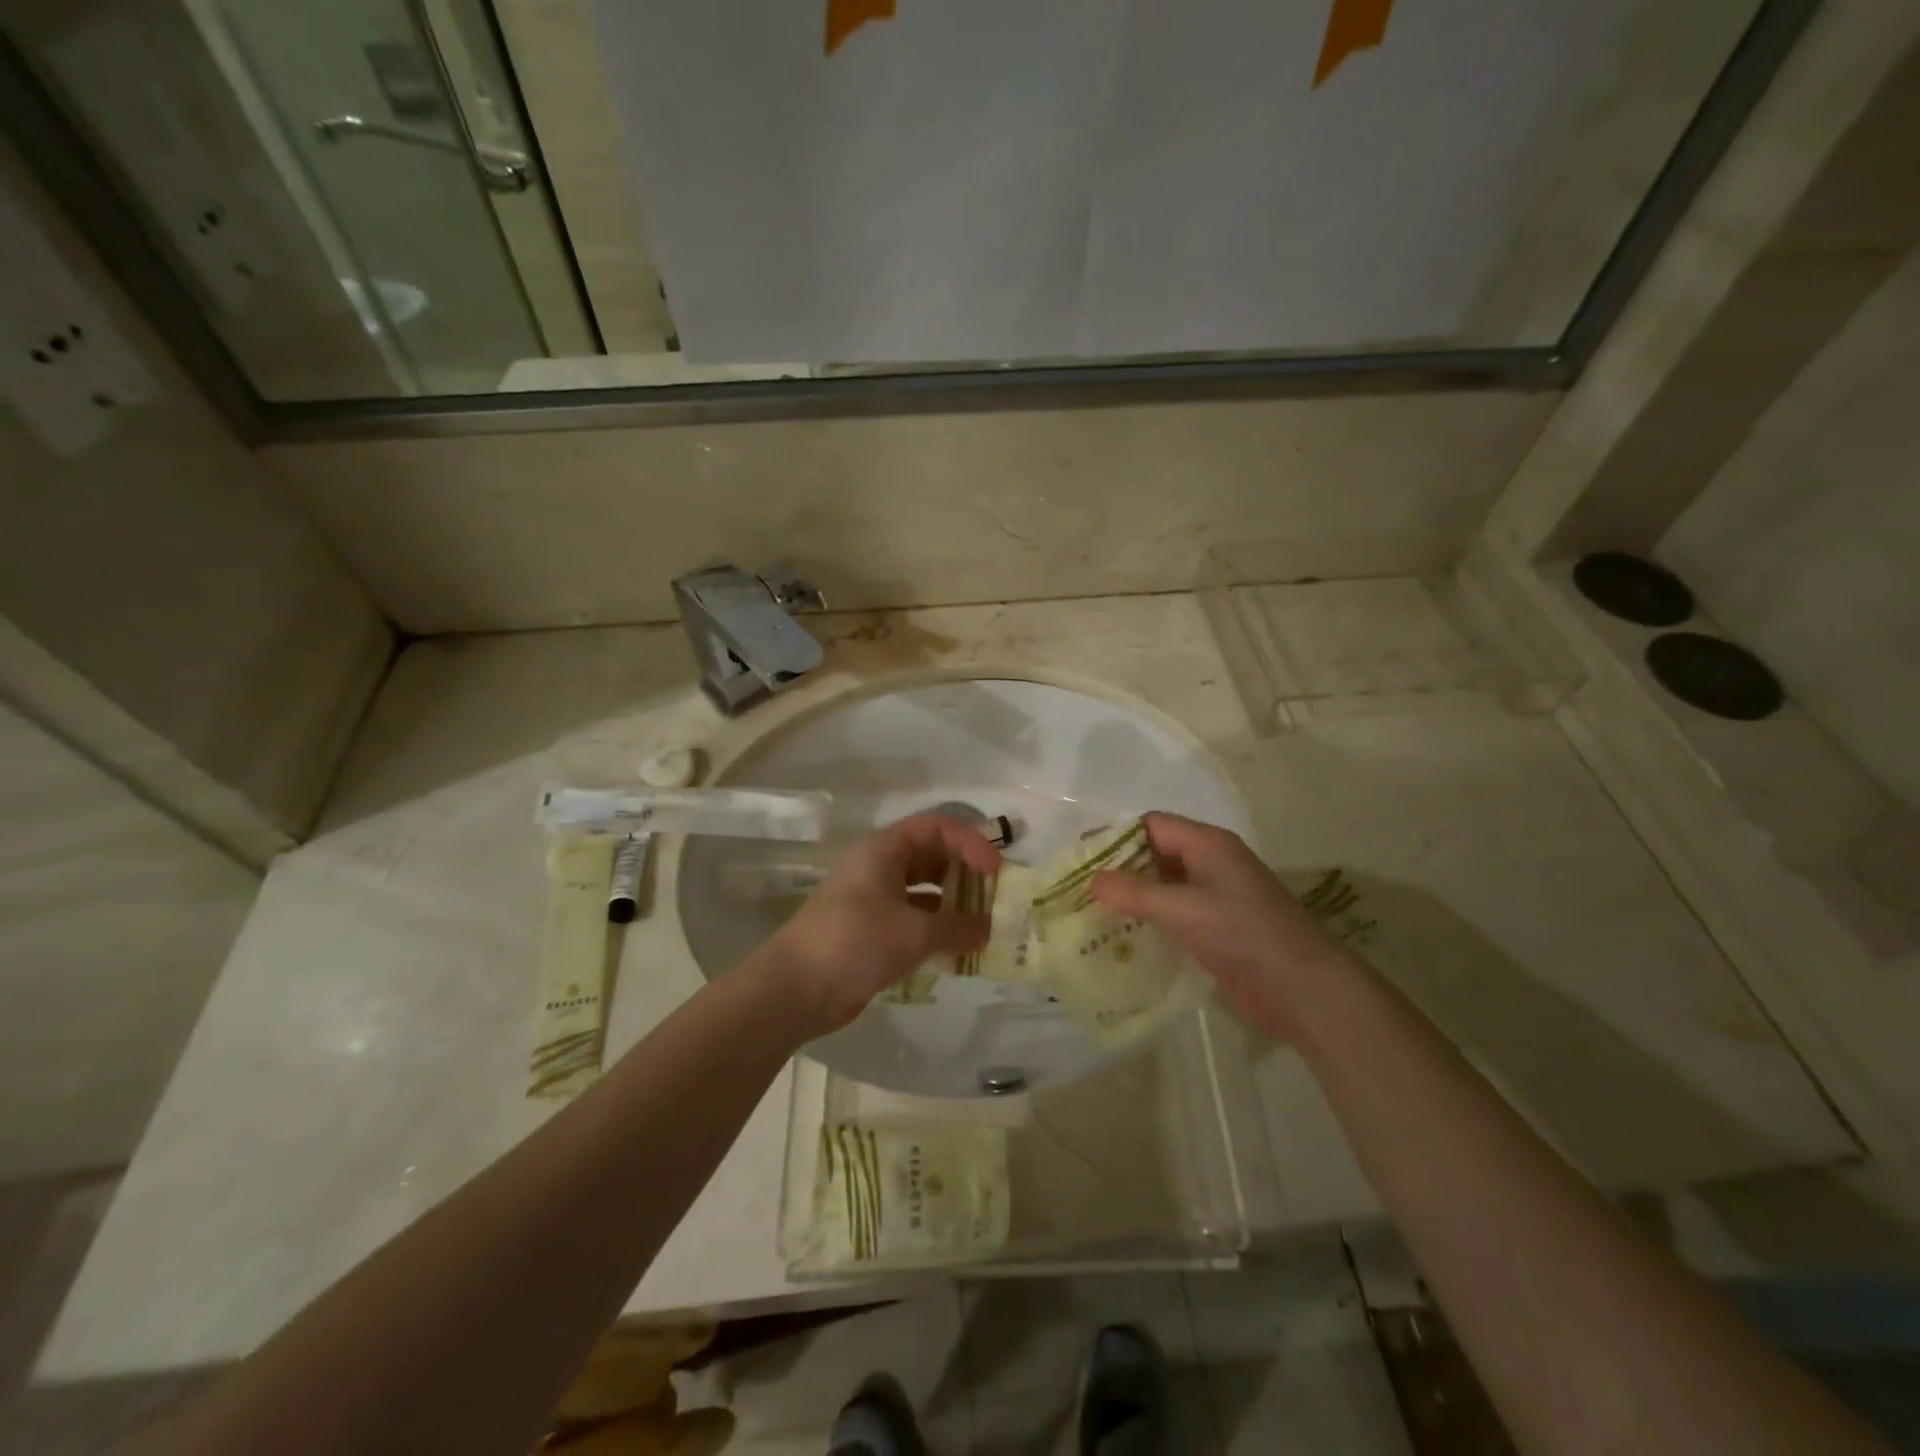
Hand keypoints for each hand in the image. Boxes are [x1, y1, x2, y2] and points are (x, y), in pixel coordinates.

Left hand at [757, 814, 1000, 1033]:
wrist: (795, 989)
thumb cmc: (855, 942)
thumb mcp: (913, 933)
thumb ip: (957, 928)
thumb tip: (988, 929)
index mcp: (884, 850)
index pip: (936, 827)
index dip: (970, 842)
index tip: (995, 870)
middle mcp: (879, 867)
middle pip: (931, 856)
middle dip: (965, 872)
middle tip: (995, 896)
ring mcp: (873, 900)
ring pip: (923, 890)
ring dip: (953, 904)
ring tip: (984, 924)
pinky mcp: (871, 931)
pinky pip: (913, 919)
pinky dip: (936, 928)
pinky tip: (958, 948)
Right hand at [1090, 812, 1358, 1041]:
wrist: (1305, 989)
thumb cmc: (1245, 935)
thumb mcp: (1184, 909)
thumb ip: (1135, 892)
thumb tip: (1092, 879)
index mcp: (1208, 845)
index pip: (1151, 826)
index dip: (1115, 838)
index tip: (1080, 859)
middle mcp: (1210, 864)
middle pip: (1155, 855)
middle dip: (1119, 869)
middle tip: (1079, 890)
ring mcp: (1215, 898)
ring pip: (1163, 886)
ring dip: (1132, 897)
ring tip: (1091, 915)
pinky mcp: (1217, 929)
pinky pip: (1174, 914)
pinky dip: (1149, 920)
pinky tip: (1123, 939)